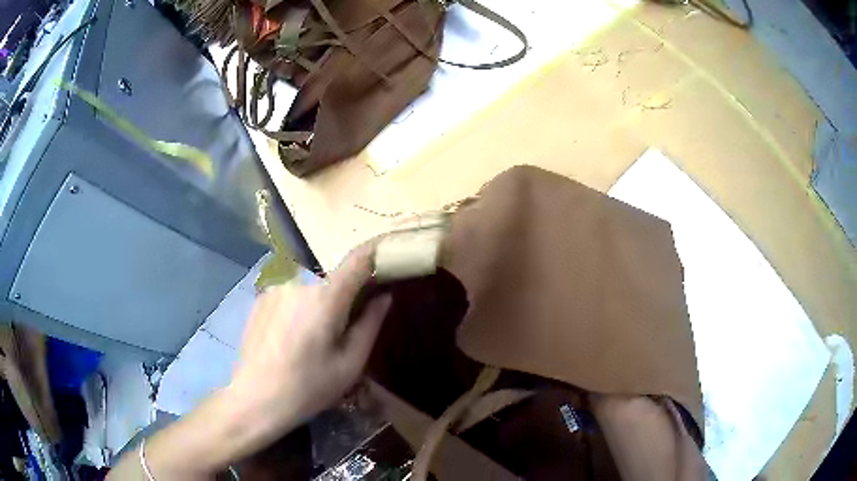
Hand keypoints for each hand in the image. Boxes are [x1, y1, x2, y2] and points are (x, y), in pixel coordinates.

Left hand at [226, 242, 391, 455]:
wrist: (256, 398)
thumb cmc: (309, 387)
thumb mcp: (350, 364)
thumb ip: (370, 324)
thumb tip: (384, 295)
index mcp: (326, 298)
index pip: (358, 259)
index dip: (376, 254)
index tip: (387, 258)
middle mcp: (300, 282)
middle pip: (332, 280)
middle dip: (343, 298)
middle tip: (342, 331)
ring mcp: (276, 288)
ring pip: (310, 289)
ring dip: (318, 305)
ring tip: (310, 340)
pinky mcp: (261, 298)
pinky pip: (290, 295)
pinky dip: (297, 308)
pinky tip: (289, 338)